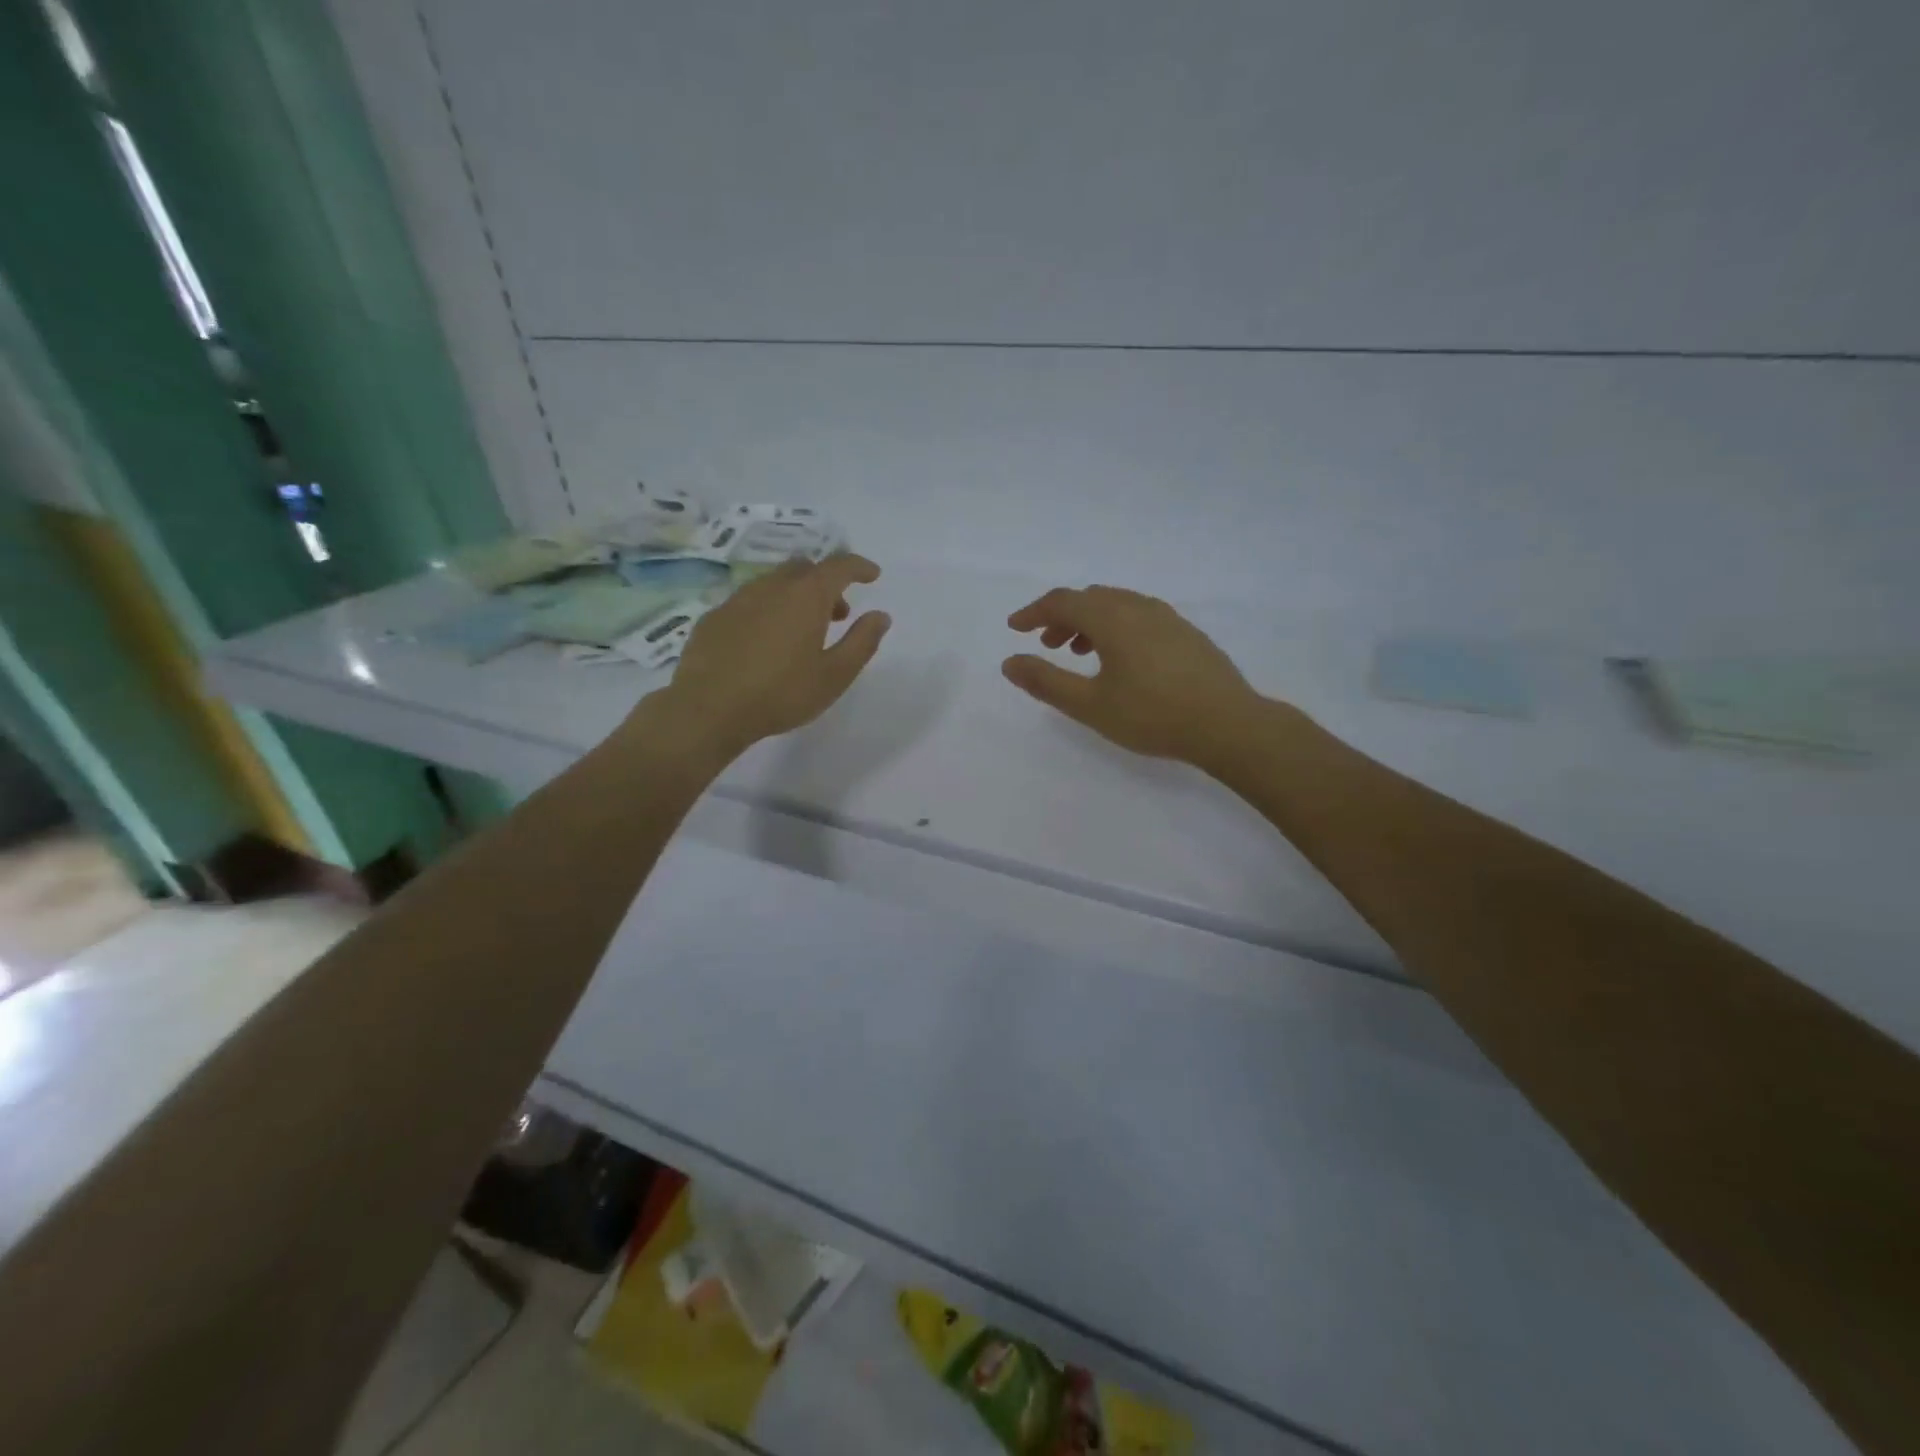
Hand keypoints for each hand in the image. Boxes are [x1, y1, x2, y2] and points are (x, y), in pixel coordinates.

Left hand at [658, 555, 889, 758]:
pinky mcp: (714, 617)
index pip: (839, 565)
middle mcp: (772, 587)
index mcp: (806, 596)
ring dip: (796, 595)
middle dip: (827, 583)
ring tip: (803, 630)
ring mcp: (738, 599)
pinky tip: (766, 641)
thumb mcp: (835, 675)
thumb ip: (862, 641)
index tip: (872, 575)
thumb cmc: (781, 694)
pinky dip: (768, 610)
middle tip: (838, 613)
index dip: (859, 567)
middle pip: (805, 568)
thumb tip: (880, 615)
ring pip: (775, 582)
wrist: (708, 709)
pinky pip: (750, 601)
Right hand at [1002, 585, 1266, 768]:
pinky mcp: (1186, 633)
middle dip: (1062, 617)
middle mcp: (1139, 607)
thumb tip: (1009, 662)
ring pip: (1117, 605)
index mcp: (1112, 618)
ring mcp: (1168, 618)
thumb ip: (1046, 682)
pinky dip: (1116, 627)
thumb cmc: (1152, 715)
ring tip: (1081, 653)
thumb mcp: (1090, 705)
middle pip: (1090, 598)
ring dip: (1090, 622)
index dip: (1034, 612)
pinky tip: (1122, 660)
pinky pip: (1139, 616)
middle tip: (1048, 646)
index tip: (1015, 628)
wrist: (1228, 725)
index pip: (1062, 601)